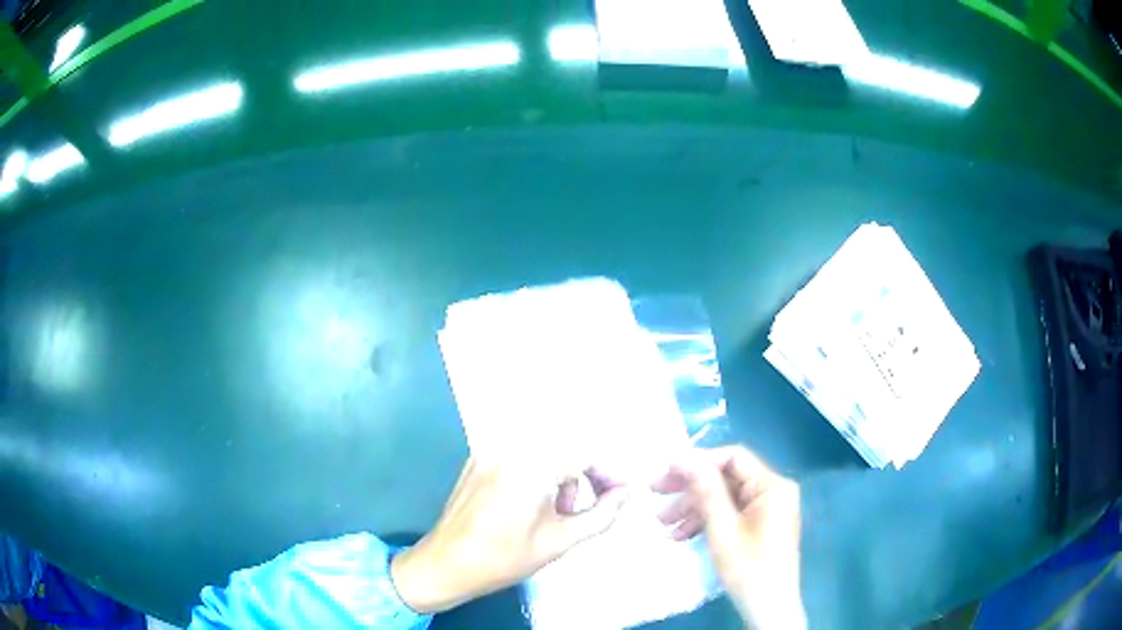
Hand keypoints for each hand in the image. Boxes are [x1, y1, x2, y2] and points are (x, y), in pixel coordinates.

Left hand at [390, 457, 628, 613]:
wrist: (446, 564)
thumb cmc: (503, 558)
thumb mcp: (560, 541)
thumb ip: (601, 515)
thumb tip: (627, 494)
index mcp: (530, 466)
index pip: (586, 453)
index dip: (609, 473)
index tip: (619, 495)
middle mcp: (509, 448)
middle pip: (564, 449)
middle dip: (583, 477)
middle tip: (580, 510)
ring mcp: (489, 452)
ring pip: (543, 452)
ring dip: (558, 477)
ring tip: (551, 514)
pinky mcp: (477, 460)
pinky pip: (519, 457)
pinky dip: (535, 474)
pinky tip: (527, 505)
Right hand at [653, 446, 805, 629]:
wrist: (769, 607)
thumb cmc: (748, 567)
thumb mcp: (722, 528)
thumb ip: (705, 490)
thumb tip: (683, 458)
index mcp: (772, 486)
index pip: (733, 458)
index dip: (698, 461)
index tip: (666, 471)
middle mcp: (772, 492)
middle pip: (726, 479)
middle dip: (690, 488)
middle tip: (656, 493)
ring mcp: (766, 510)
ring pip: (725, 499)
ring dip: (693, 509)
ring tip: (662, 523)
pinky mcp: (759, 527)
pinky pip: (730, 514)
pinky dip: (706, 522)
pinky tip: (681, 535)